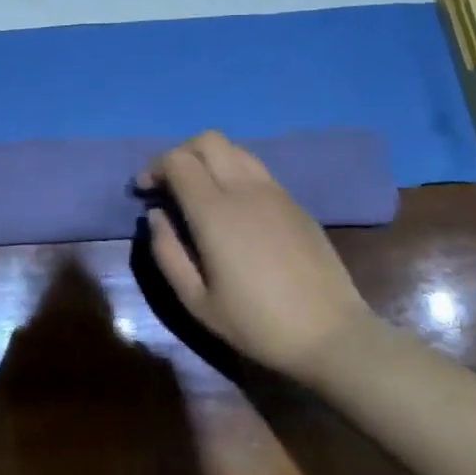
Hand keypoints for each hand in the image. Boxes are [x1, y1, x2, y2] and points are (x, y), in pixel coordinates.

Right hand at [141, 132, 371, 382]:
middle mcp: (245, 189)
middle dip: (180, 152)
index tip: (144, 190)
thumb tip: (156, 215)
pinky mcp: (295, 203)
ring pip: (235, 148)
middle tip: (169, 183)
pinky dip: (233, 171)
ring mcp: (275, 192)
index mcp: (215, 212)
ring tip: (199, 189)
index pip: (178, 161)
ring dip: (209, 158)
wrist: (330, 334)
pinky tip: (232, 205)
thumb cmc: (256, 323)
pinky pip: (257, 169)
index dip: (154, 167)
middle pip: (207, 140)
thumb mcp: (197, 301)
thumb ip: (167, 252)